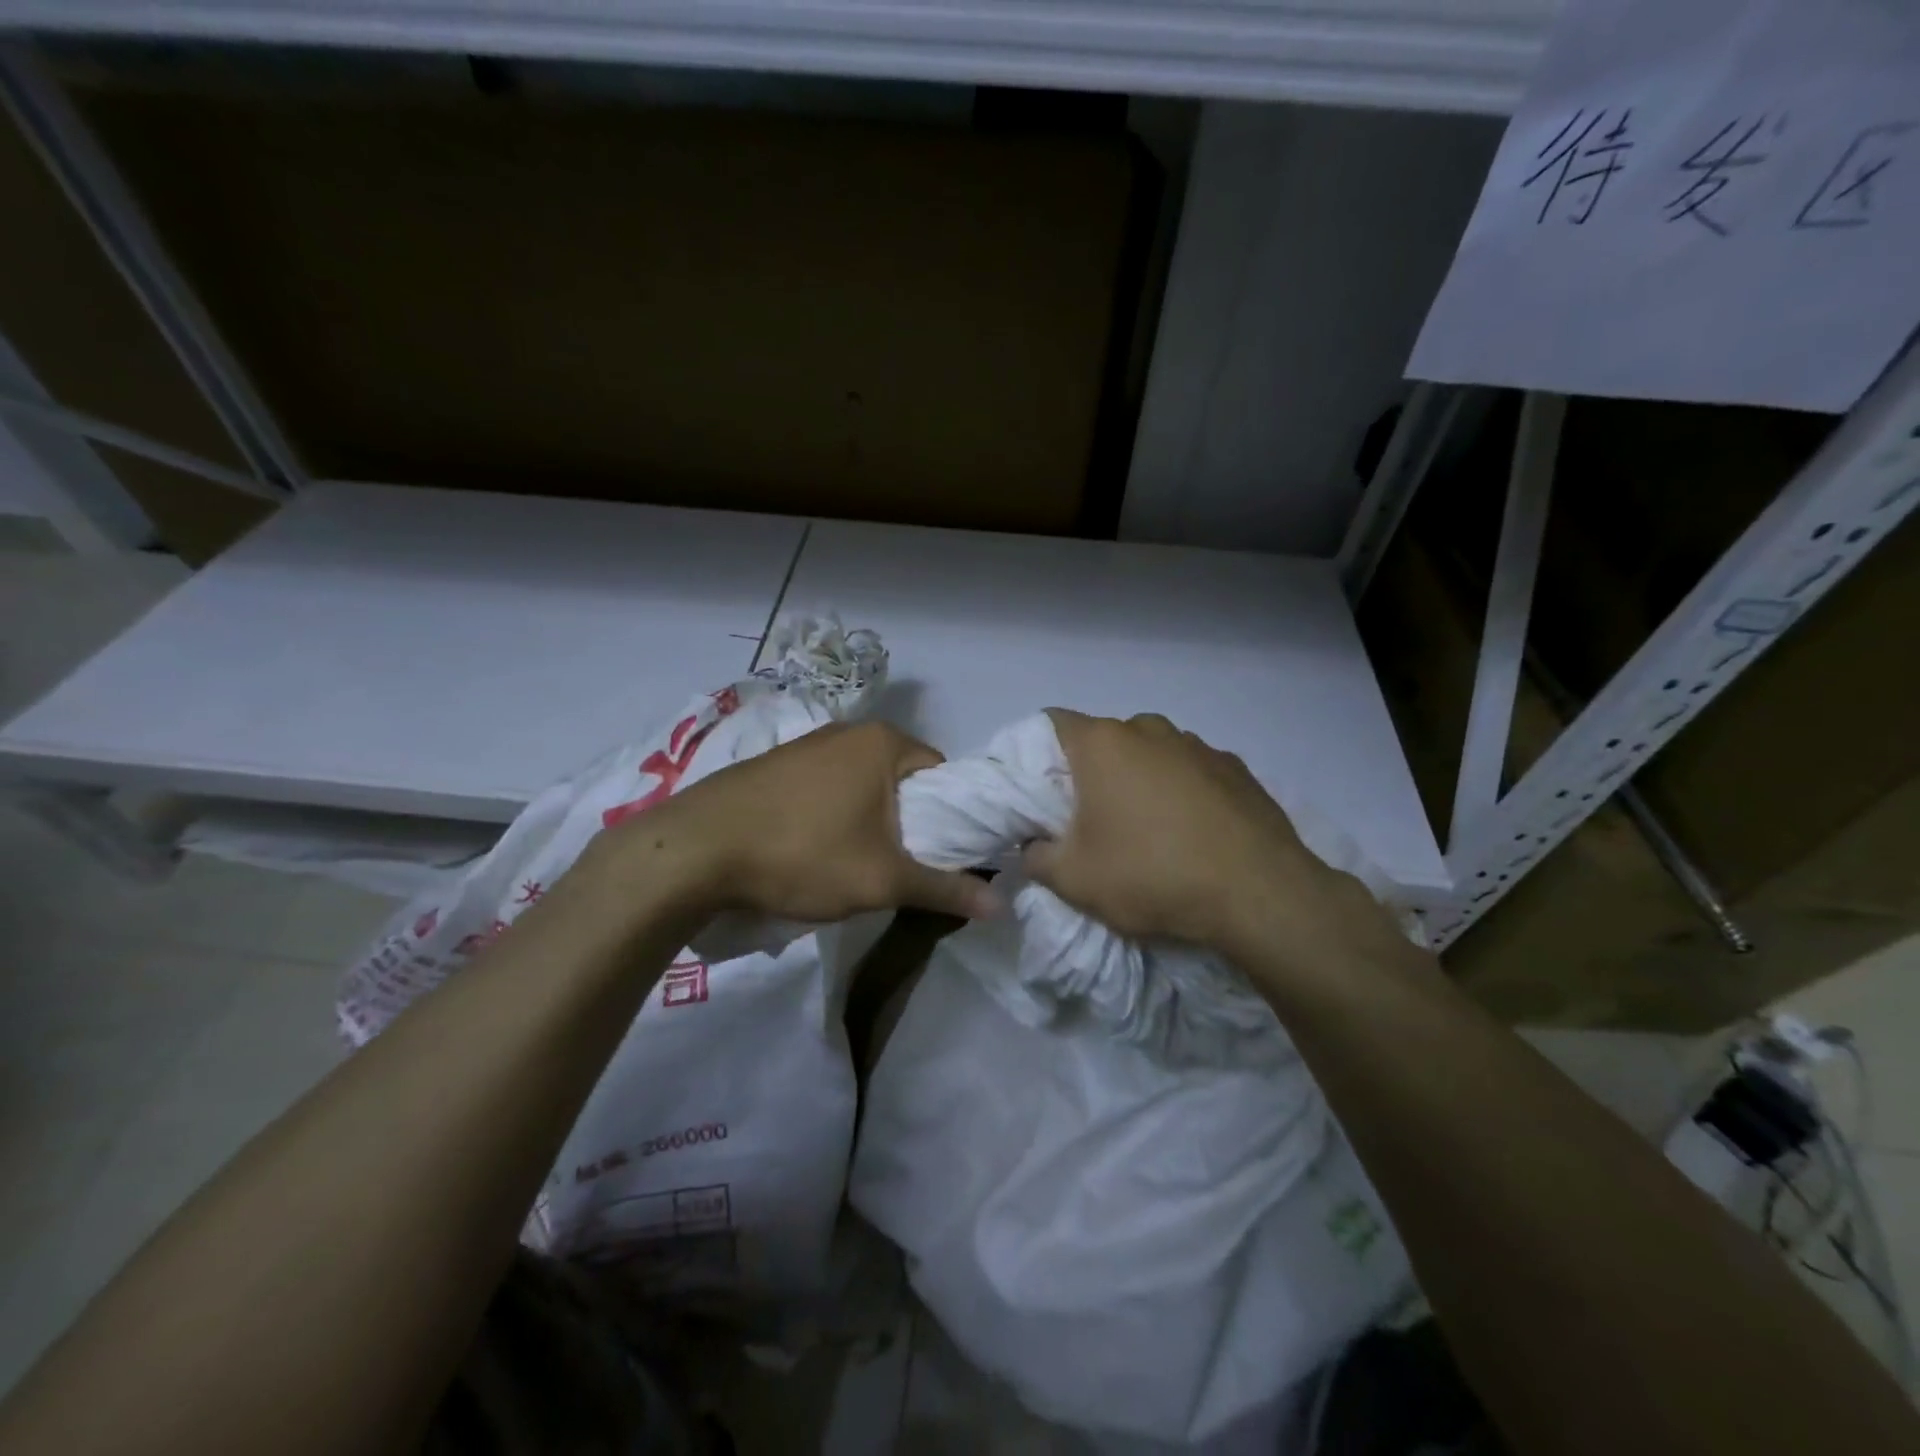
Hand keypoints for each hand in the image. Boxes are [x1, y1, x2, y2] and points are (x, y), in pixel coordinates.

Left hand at [594, 721, 999, 926]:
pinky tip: (812, 850)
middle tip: (899, 868)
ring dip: (869, 822)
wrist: (693, 852)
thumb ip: (944, 888)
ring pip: (863, 785)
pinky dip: (833, 816)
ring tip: (854, 864)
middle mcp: (848, 731)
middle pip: (903, 780)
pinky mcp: (774, 765)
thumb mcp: (881, 879)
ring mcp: (807, 744)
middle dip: (908, 823)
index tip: (941, 858)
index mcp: (884, 742)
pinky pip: (826, 788)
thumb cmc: (802, 855)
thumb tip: (1000, 906)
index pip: (944, 775)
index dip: (953, 818)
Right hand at [1024, 711, 1416, 986]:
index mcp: (1103, 744)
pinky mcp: (1236, 767)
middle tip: (1090, 818)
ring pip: (1151, 753)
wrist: (1259, 893)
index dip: (1037, 752)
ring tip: (1147, 829)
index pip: (1052, 723)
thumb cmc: (1152, 875)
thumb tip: (1032, 847)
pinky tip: (1192, 832)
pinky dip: (1181, 791)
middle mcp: (1149, 729)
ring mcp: (1198, 745)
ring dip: (1140, 780)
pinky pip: (1191, 770)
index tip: (1039, 791)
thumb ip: (1036, 858)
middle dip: (1091, 772)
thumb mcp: (1074, 880)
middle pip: (1104, 740)